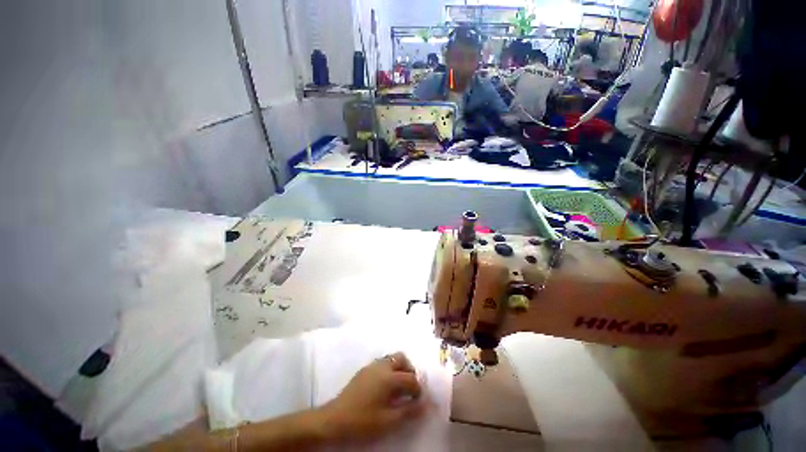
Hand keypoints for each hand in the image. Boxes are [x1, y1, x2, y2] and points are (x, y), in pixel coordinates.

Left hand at [319, 352, 425, 441]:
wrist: (334, 420)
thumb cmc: (363, 421)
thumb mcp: (388, 421)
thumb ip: (409, 411)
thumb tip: (425, 403)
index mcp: (390, 377)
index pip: (411, 378)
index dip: (418, 390)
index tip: (418, 401)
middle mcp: (382, 366)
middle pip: (402, 358)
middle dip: (409, 371)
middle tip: (410, 388)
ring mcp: (372, 366)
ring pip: (391, 359)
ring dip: (399, 369)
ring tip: (398, 388)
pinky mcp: (364, 370)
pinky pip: (382, 363)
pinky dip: (389, 370)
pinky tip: (385, 387)